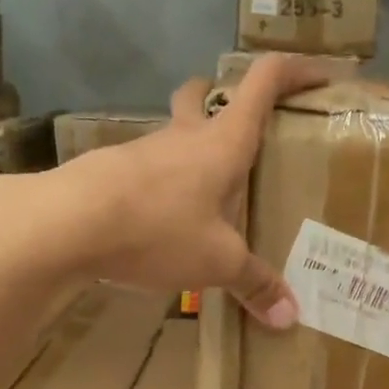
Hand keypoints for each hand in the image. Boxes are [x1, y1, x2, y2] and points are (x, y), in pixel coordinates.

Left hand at [43, 54, 335, 325]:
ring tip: (209, 194)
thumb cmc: (158, 228)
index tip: (321, 74)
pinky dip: (165, 184)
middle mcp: (183, 136)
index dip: (296, 71)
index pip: (263, 82)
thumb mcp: (217, 262)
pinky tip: (166, 221)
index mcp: (222, 142)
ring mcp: (143, 151)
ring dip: (192, 149)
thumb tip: (289, 317)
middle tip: (243, 129)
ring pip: (173, 134)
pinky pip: (148, 170)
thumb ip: (254, 284)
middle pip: (204, 96)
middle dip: (224, 100)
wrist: (67, 224)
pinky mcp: (112, 173)